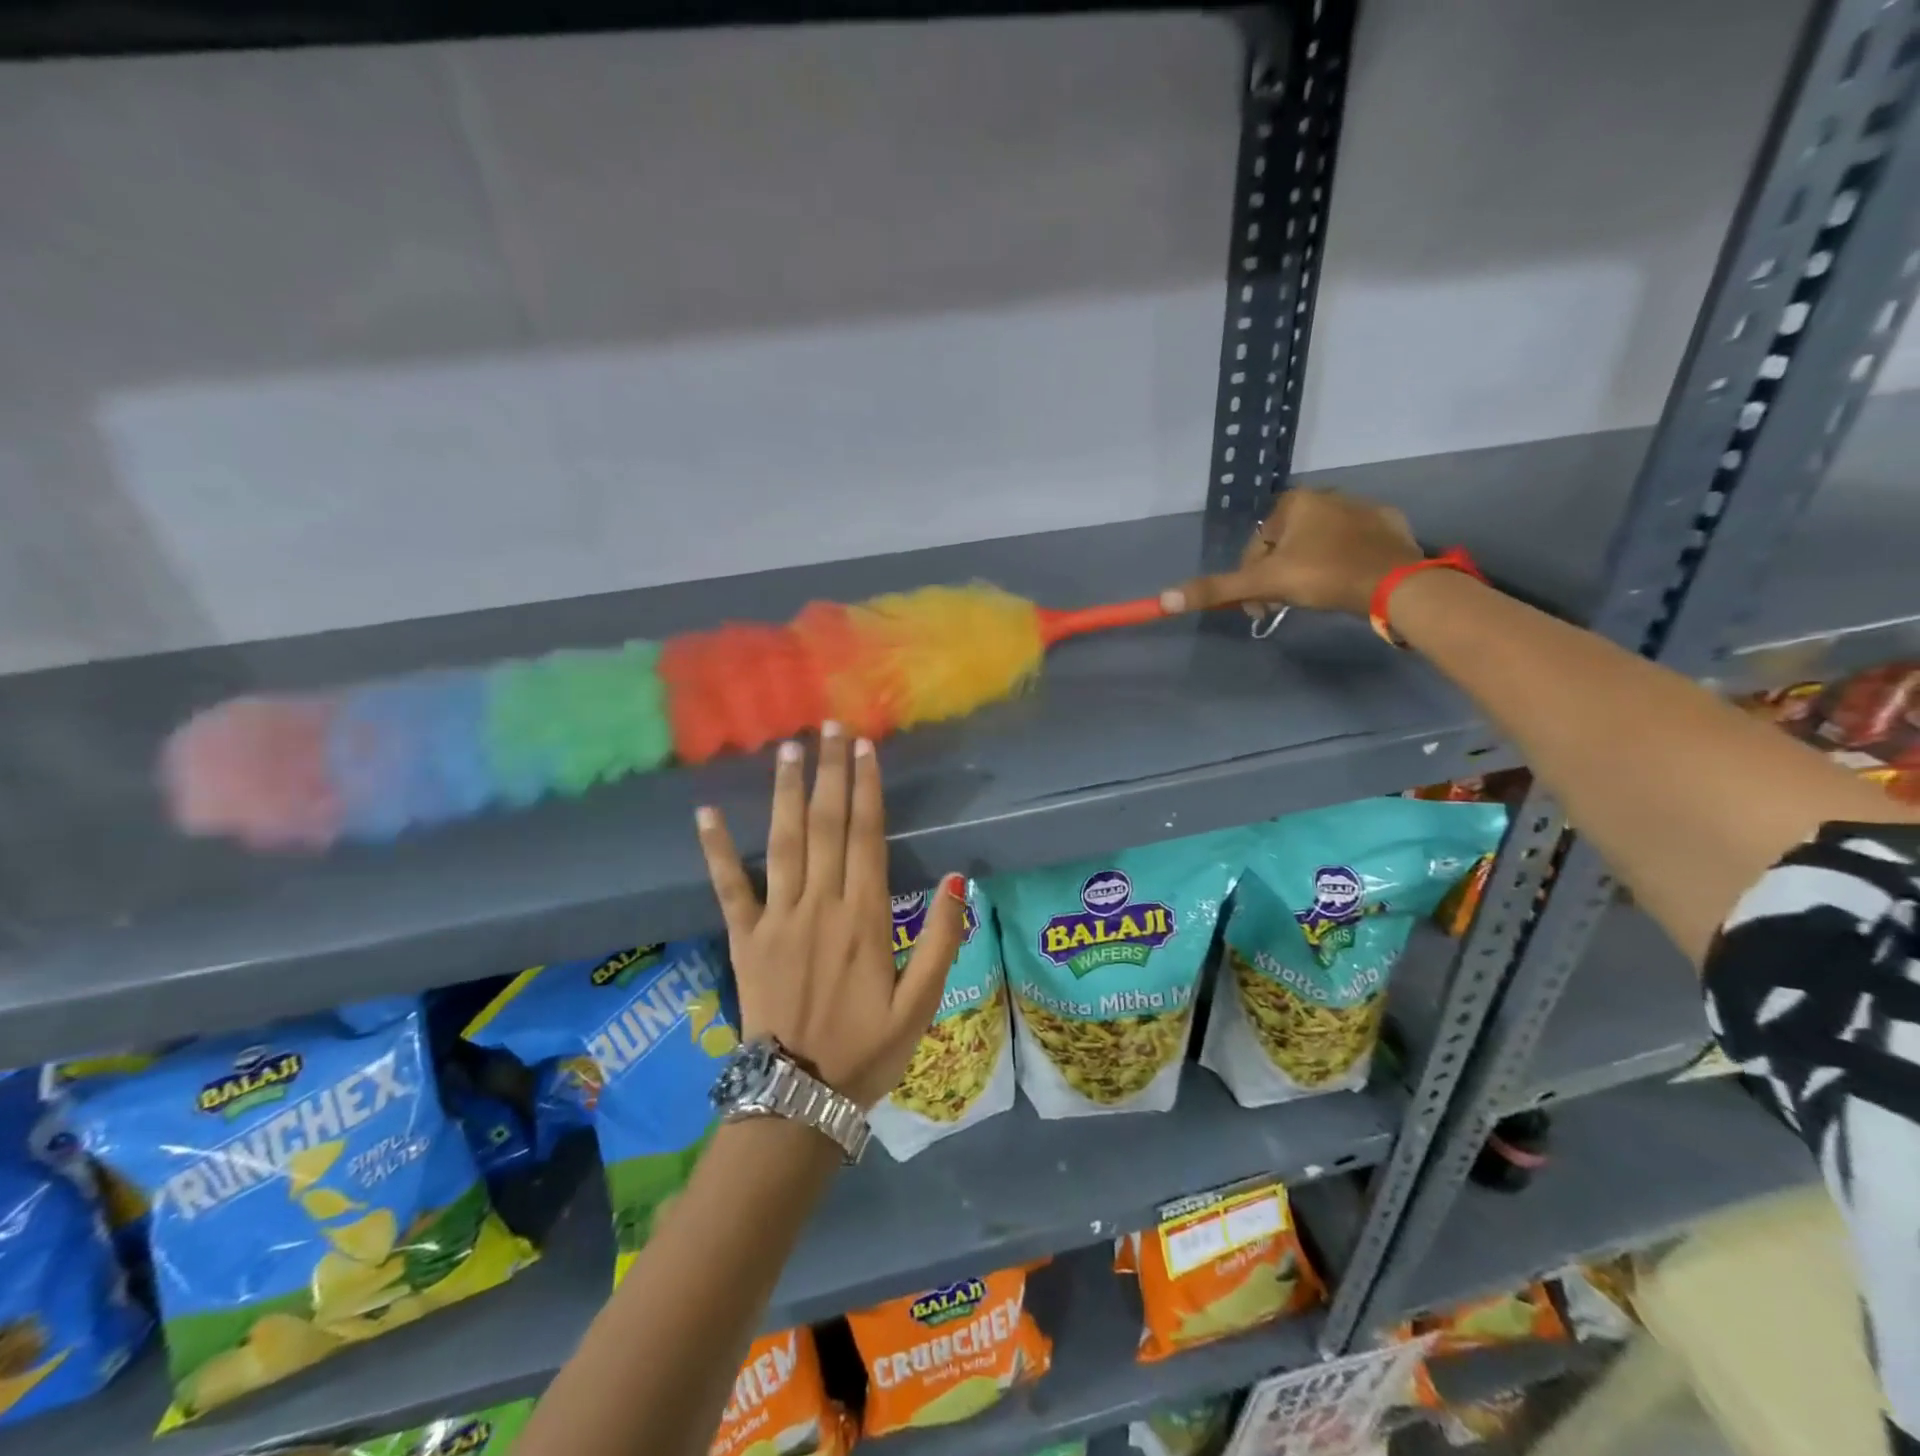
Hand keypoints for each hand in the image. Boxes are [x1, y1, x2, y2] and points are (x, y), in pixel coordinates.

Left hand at [693, 724, 966, 1107]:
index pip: (866, 837)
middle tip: (829, 727)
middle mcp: (820, 906)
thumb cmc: (867, 1052)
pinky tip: (707, 813)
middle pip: (826, 826)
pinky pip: (729, 888)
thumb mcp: (922, 1005)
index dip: (866, 789)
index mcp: (865, 919)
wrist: (798, 1099)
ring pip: (783, 843)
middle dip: (829, 773)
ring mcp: (777, 919)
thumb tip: (960, 879)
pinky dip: (717, 850)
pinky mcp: (745, 938)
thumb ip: (943, 940)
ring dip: (785, 793)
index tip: (864, 748)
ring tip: (788, 750)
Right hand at [1158, 488, 1423, 617]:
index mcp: (1296, 502)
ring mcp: (1363, 508)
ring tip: (1314, 598)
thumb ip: (1216, 589)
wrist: (1395, 584)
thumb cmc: (1323, 575)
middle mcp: (1328, 496)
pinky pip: (1353, 546)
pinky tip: (1345, 584)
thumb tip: (1163, 599)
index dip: (1251, 577)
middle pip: (1286, 544)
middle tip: (1282, 605)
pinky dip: (1343, 563)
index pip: (1257, 544)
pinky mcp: (1389, 527)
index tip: (1258, 605)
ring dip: (1308, 570)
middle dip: (1279, 575)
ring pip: (1319, 545)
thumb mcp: (1263, 584)